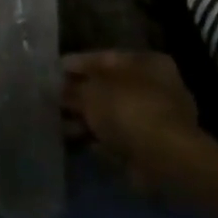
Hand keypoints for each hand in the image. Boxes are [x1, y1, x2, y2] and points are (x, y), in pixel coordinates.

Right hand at [61, 50, 203, 190]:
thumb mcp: (90, 91)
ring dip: (89, 119)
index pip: (105, 58)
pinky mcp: (154, 148)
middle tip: (54, 101)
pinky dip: (101, 139)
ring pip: (113, 114)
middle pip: (109, 87)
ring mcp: (158, 119)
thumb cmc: (128, 109)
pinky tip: (80, 143)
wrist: (164, 159)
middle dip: (82, 95)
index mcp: (147, 62)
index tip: (53, 72)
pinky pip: (120, 137)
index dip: (76, 64)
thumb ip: (72, 88)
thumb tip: (58, 89)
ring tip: (61, 125)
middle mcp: (157, 86)